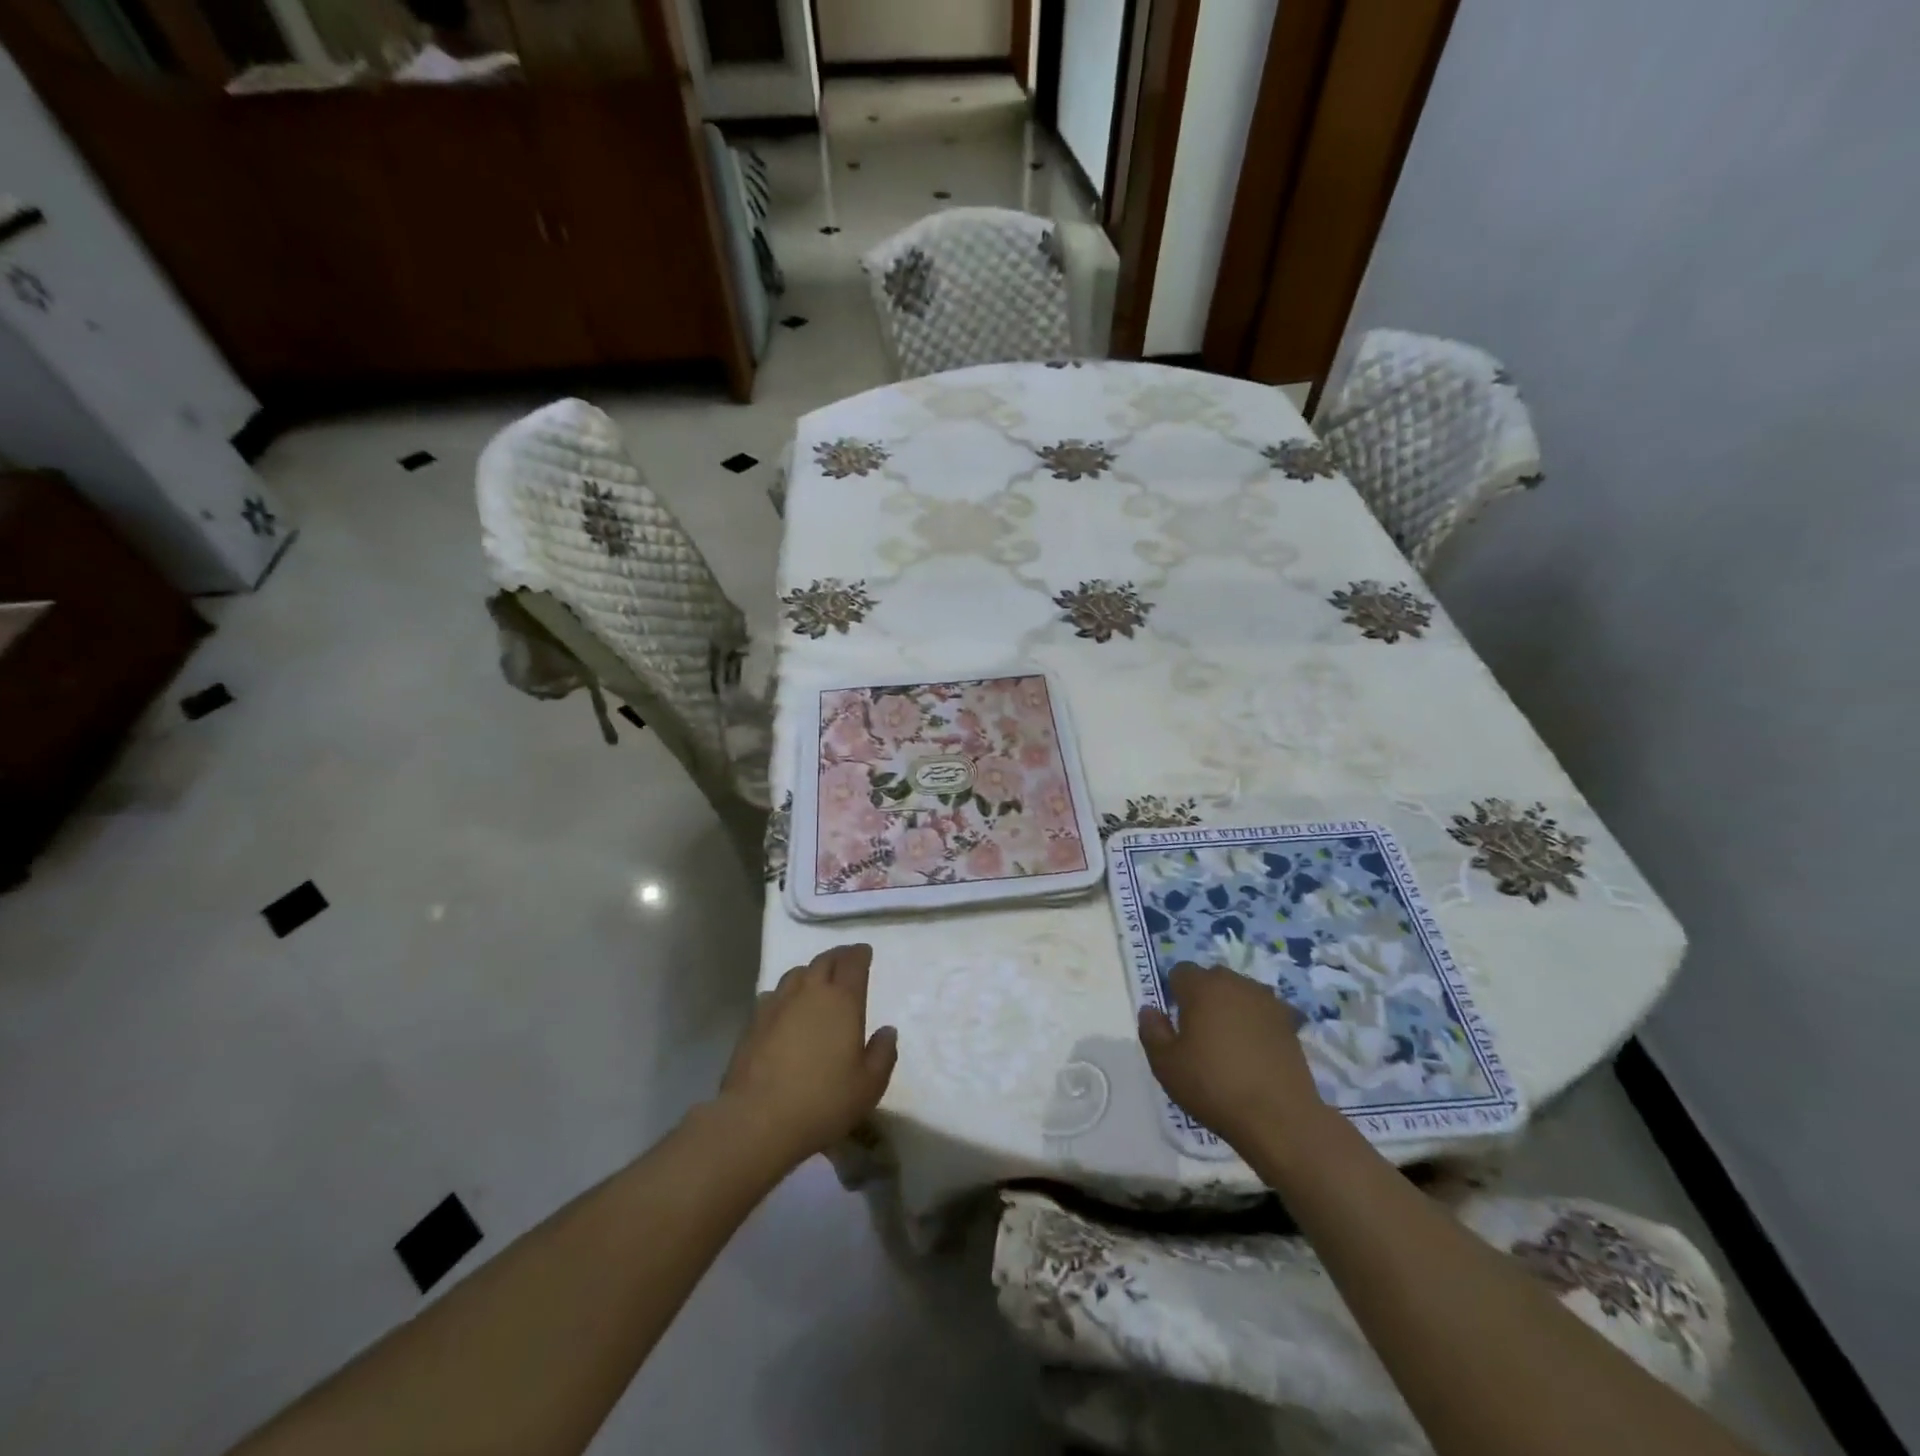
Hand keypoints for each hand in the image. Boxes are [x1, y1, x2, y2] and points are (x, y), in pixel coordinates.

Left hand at [718, 944, 897, 1165]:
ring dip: (810, 972)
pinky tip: (785, 1008)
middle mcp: (809, 993)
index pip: (853, 963)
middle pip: (824, 961)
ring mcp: (777, 1005)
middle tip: (845, 960)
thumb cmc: (823, 1102)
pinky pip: (773, 994)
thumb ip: (883, 1053)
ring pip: (796, 974)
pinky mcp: (753, 1023)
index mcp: (842, 1001)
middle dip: (838, 957)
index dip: (860, 954)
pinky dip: (786, 994)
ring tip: (816, 981)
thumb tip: (887, 1030)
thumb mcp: (869, 1086)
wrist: (757, 1120)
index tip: (865, 952)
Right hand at [1138, 962, 1329, 1152]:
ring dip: (1232, 1008)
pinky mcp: (1290, 1024)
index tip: (1176, 1024)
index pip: (1180, 972)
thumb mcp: (1166, 1064)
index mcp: (1203, 986)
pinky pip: (1264, 1013)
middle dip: (1203, 997)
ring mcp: (1268, 1002)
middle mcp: (1236, 983)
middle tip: (1200, 1034)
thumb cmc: (1213, 1086)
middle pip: (1212, 979)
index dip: (1174, 994)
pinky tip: (1256, 1051)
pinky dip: (1257, 1024)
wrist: (1279, 1118)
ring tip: (1230, 1043)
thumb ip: (1152, 1030)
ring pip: (1240, 993)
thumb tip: (1150, 1010)